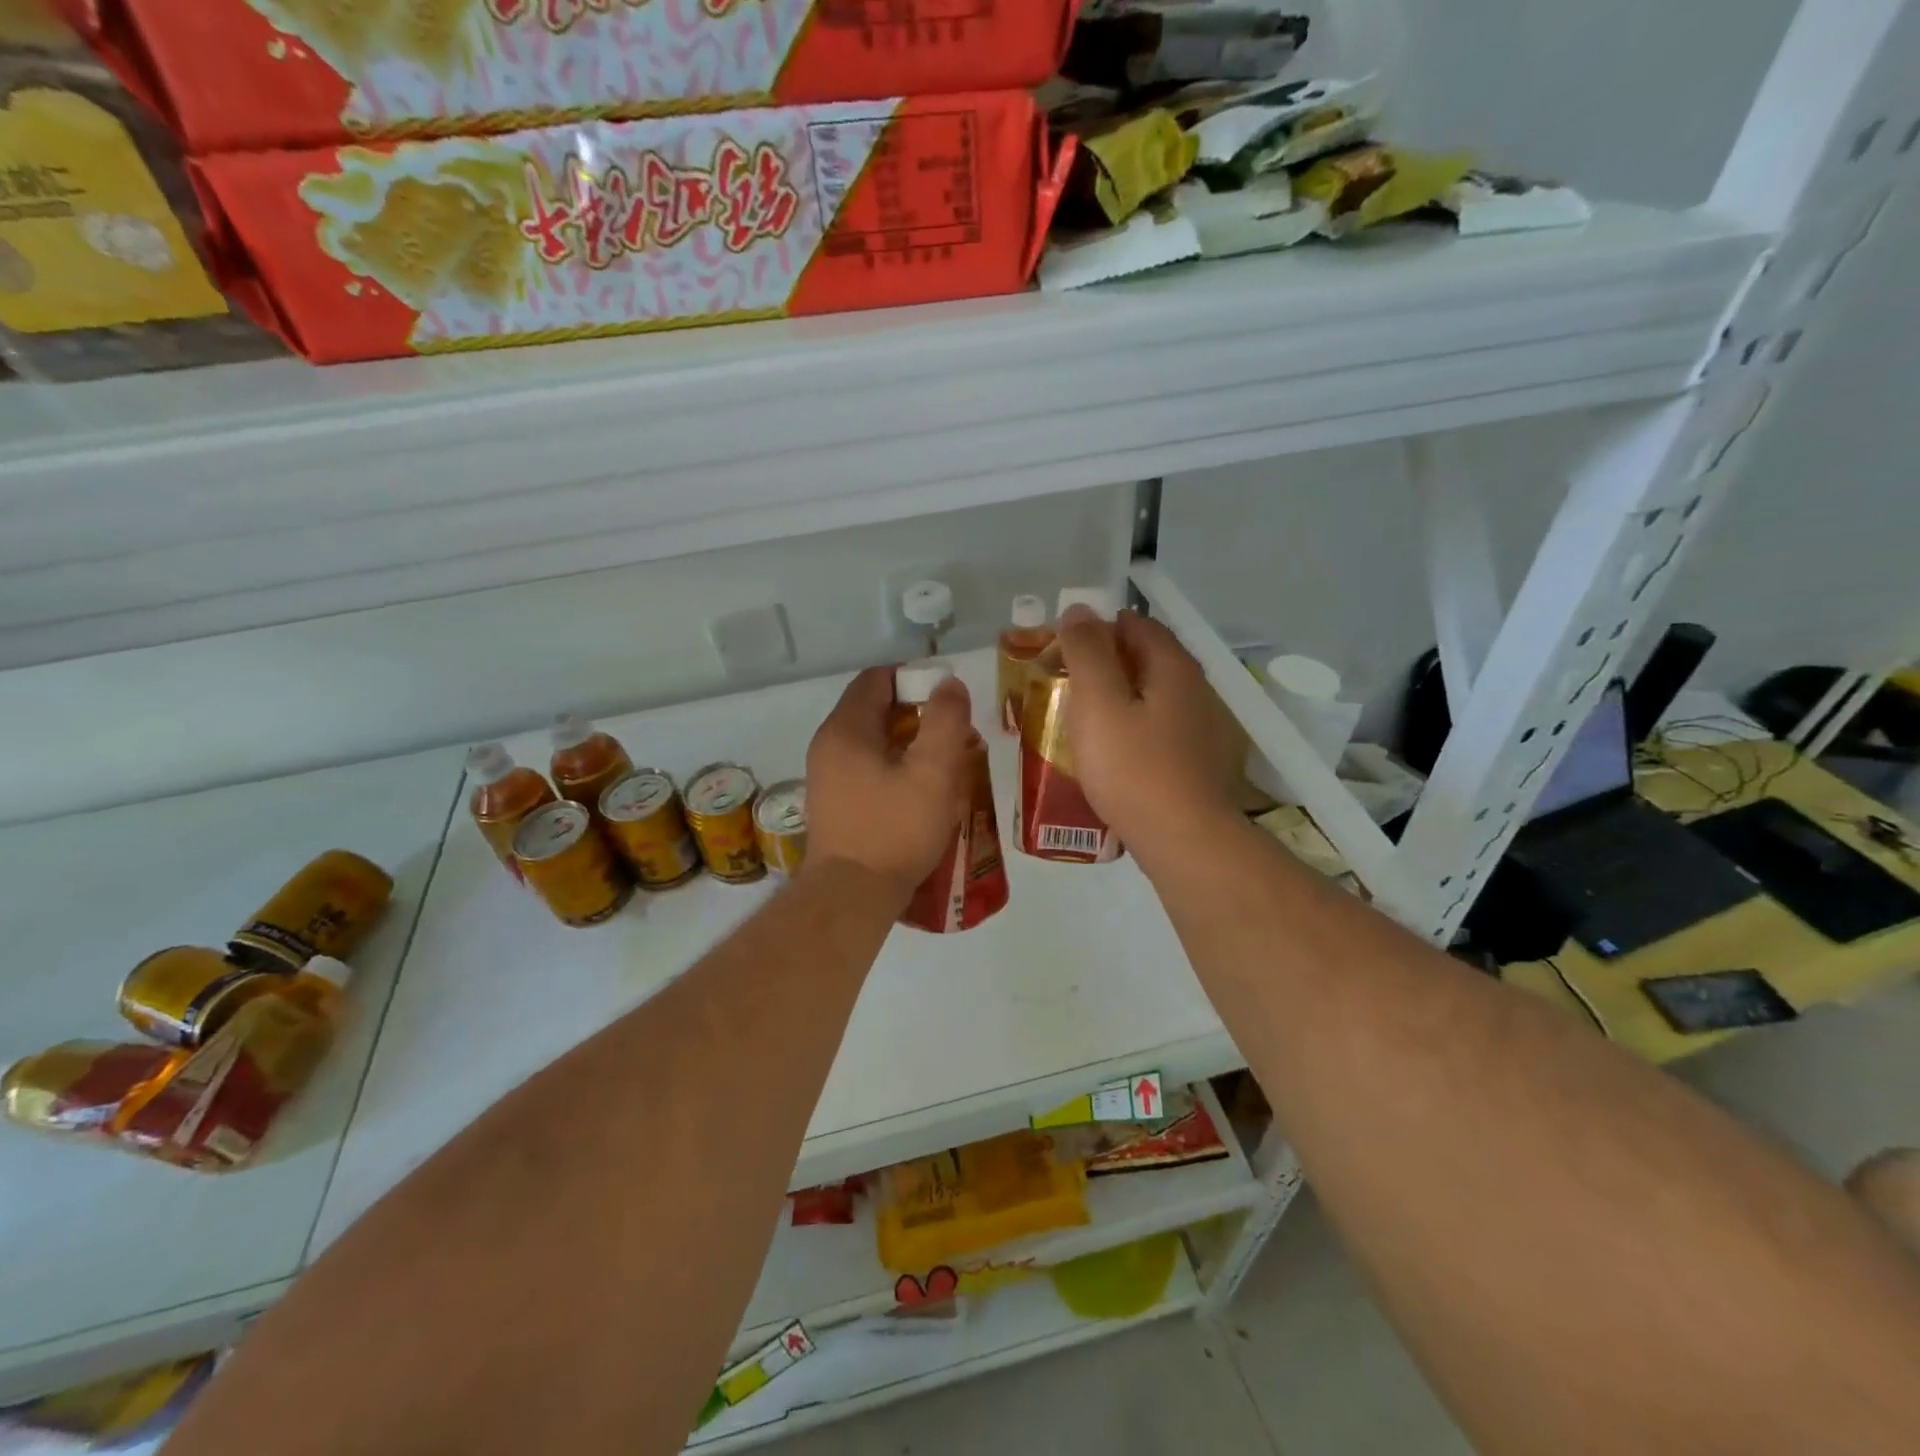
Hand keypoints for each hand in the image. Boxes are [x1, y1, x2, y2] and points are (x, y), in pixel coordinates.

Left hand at [805, 666, 976, 903]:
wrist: (851, 896)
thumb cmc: (894, 829)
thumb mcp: (933, 771)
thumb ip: (945, 721)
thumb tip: (949, 685)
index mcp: (846, 729)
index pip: (877, 679)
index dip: (914, 678)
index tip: (947, 698)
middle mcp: (828, 746)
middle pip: (874, 709)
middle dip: (917, 714)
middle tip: (953, 734)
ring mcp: (826, 777)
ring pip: (872, 742)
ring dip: (908, 744)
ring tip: (944, 764)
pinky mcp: (833, 804)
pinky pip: (866, 769)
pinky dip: (894, 768)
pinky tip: (919, 792)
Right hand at [1057, 608, 1243, 870]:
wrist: (1184, 840)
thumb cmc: (1133, 768)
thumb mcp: (1099, 703)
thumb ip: (1087, 652)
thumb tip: (1079, 610)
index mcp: (1173, 666)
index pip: (1134, 624)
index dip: (1095, 630)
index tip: (1060, 652)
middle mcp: (1195, 689)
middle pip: (1144, 660)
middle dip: (1103, 665)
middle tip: (1062, 687)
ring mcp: (1201, 728)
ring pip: (1150, 698)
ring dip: (1116, 700)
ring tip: (1079, 722)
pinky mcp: (1197, 761)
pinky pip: (1157, 730)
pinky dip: (1131, 730)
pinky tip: (1110, 755)